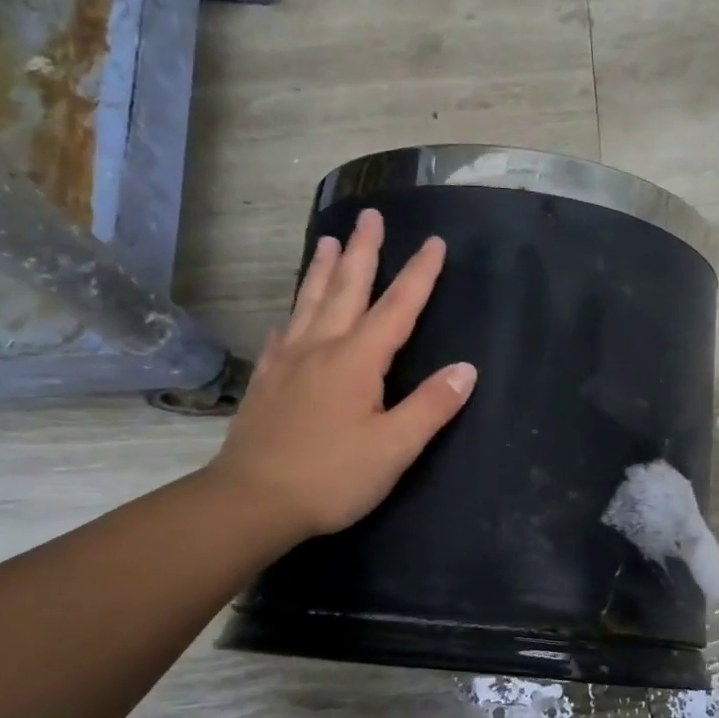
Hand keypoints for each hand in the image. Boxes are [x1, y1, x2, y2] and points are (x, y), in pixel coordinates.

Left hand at [208, 208, 476, 540]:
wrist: (252, 501)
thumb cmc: (332, 477)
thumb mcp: (394, 448)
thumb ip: (431, 406)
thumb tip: (466, 369)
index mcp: (357, 360)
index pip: (397, 307)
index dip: (419, 274)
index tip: (435, 242)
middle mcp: (321, 348)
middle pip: (346, 289)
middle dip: (362, 252)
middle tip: (369, 216)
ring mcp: (288, 362)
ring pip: (308, 303)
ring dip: (321, 269)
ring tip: (327, 240)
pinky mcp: (266, 382)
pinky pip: (282, 335)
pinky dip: (292, 315)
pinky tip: (289, 315)